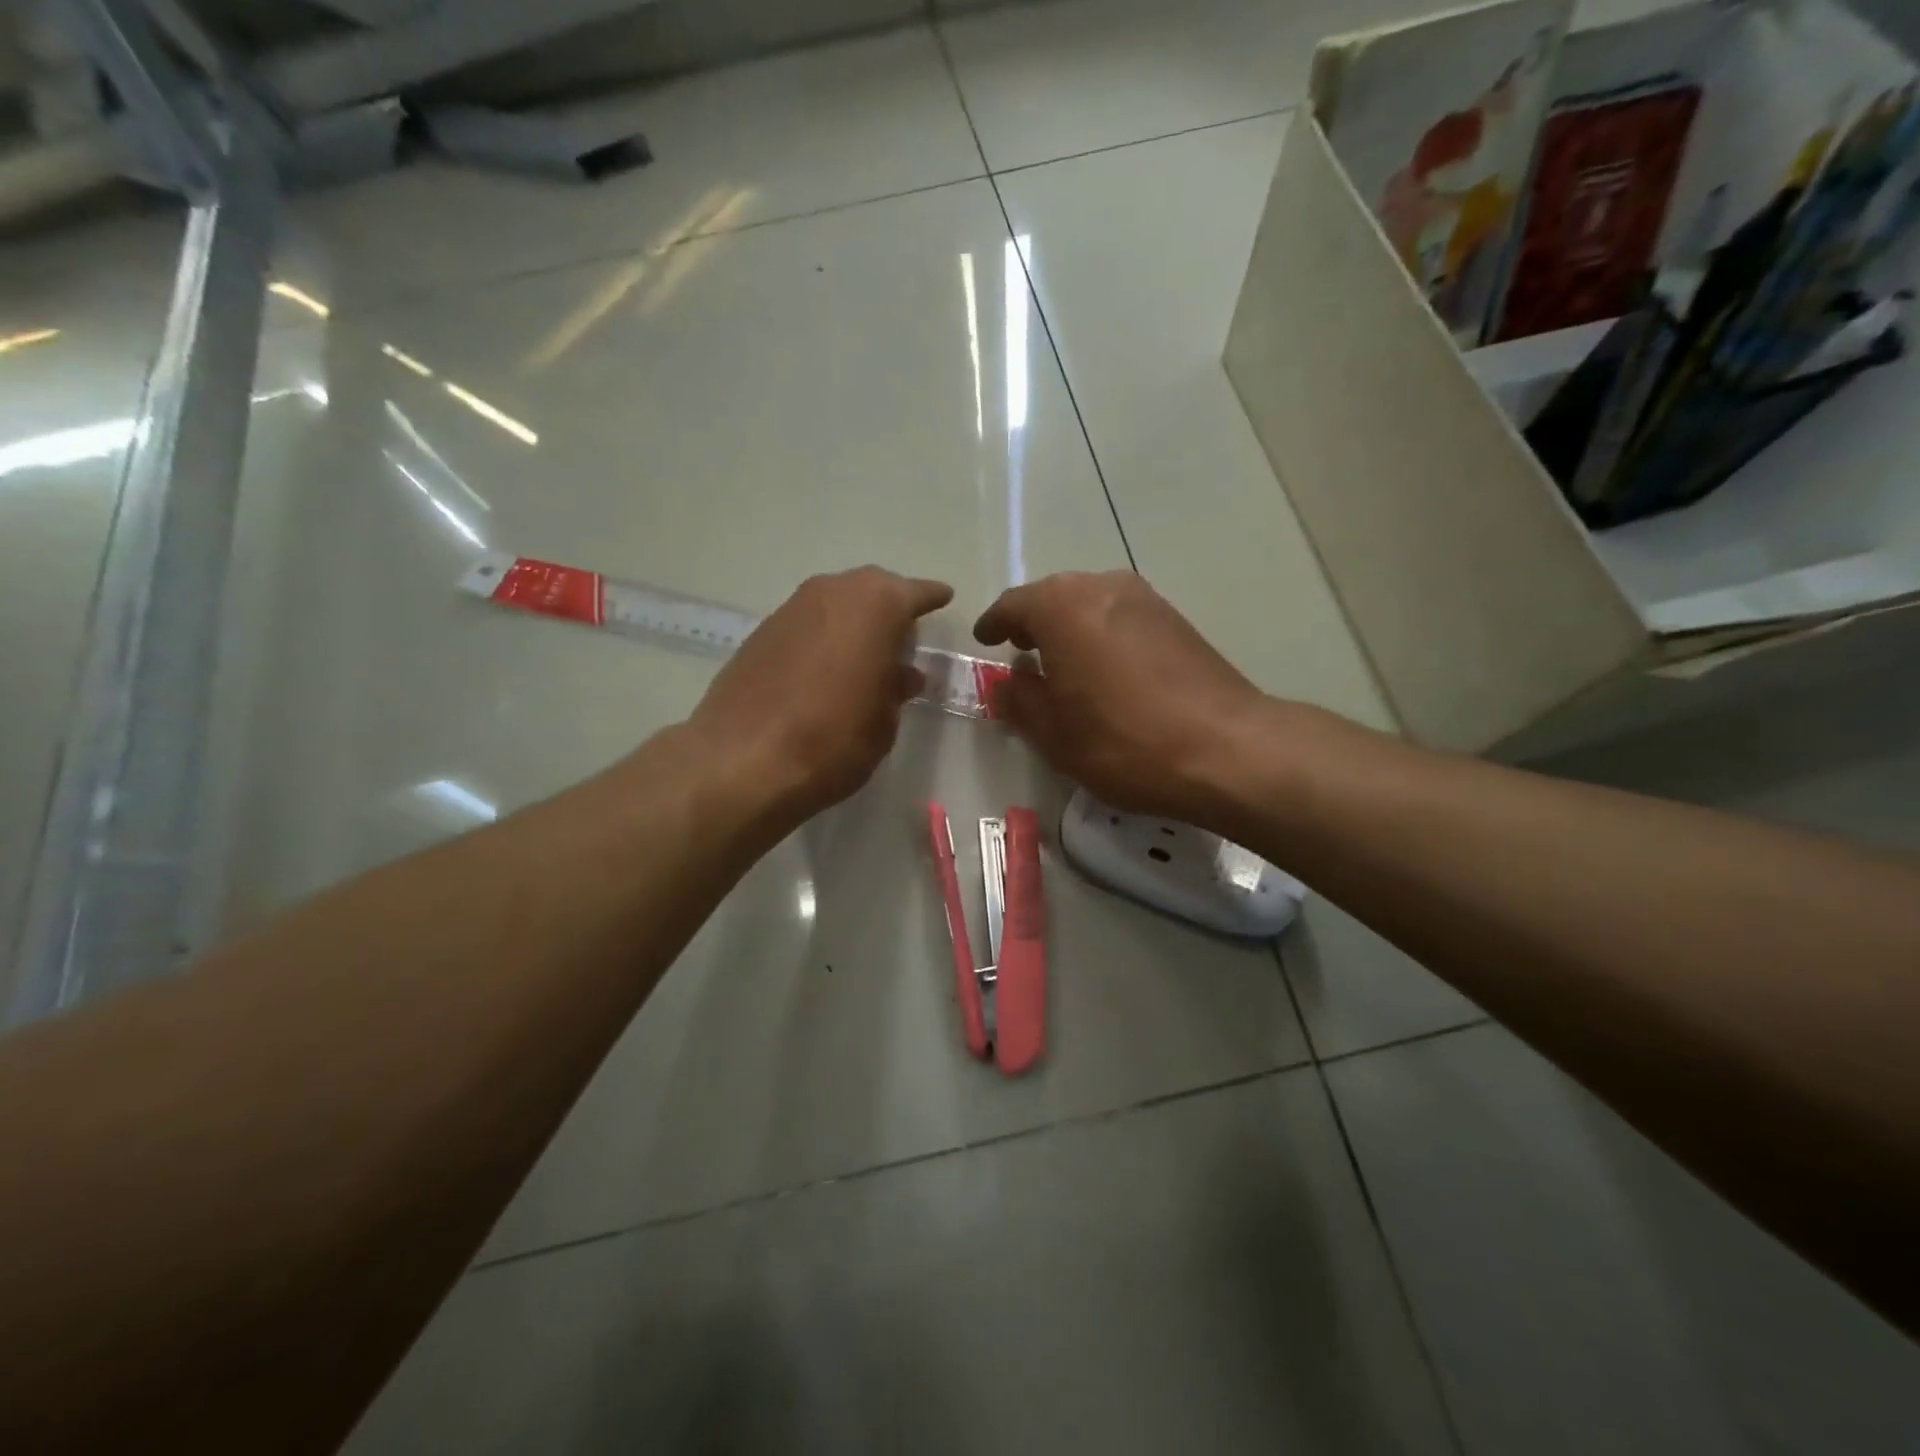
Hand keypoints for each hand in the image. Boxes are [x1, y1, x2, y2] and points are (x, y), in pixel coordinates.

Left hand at [690, 566, 952, 823]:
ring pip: (835, 602)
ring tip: (863, 653)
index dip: (931, 598)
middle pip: (871, 589)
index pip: (915, 593)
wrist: (744, 760)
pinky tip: (824, 667)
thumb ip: (895, 689)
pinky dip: (822, 636)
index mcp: (876, 606)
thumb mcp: (883, 721)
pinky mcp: (760, 632)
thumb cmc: (834, 740)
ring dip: (852, 621)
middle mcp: (832, 593)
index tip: (944, 598)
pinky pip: (806, 623)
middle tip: (902, 634)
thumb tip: (901, 674)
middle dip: (889, 606)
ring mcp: (791, 609)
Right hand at [973, 571, 1270, 821]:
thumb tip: (1005, 683)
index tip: (985, 641)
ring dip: (1069, 627)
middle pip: (1053, 597)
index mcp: (1062, 607)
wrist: (1227, 748)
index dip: (994, 624)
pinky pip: (1121, 616)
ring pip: (1090, 604)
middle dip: (1032, 622)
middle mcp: (1102, 587)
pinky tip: (1104, 669)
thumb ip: (1019, 701)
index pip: (1013, 605)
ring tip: (1061, 664)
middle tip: (1020, 653)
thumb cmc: (1124, 741)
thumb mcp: (1054, 734)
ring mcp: (1145, 599)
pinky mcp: (1176, 619)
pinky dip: (1101, 634)